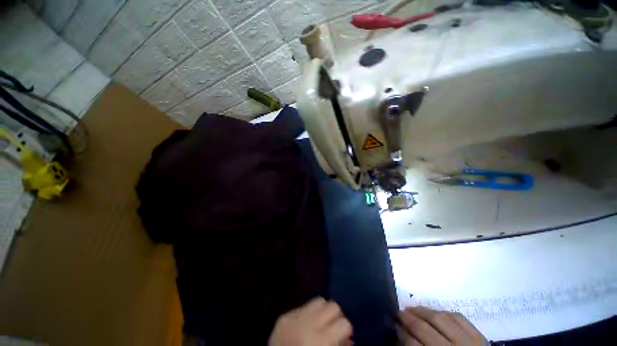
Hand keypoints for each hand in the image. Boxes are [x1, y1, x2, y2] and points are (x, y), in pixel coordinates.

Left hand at [268, 297, 352, 345]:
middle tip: (334, 326)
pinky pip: (303, 306)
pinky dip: (308, 313)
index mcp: (320, 341)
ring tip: (320, 322)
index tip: (345, 334)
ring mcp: (293, 317)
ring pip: (319, 300)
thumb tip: (350, 338)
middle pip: (332, 305)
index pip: (344, 322)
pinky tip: (306, 324)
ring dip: (323, 310)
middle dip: (336, 315)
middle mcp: (307, 324)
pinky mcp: (284, 316)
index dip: (346, 329)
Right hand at [397, 306, 486, 345]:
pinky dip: (444, 312)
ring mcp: (469, 341)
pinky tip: (435, 311)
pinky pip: (459, 317)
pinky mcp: (480, 335)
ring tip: (413, 308)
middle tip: (398, 312)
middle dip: (408, 318)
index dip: (401, 332)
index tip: (393, 324)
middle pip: (425, 328)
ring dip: (423, 311)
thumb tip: (400, 334)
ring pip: (441, 318)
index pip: (413, 344)